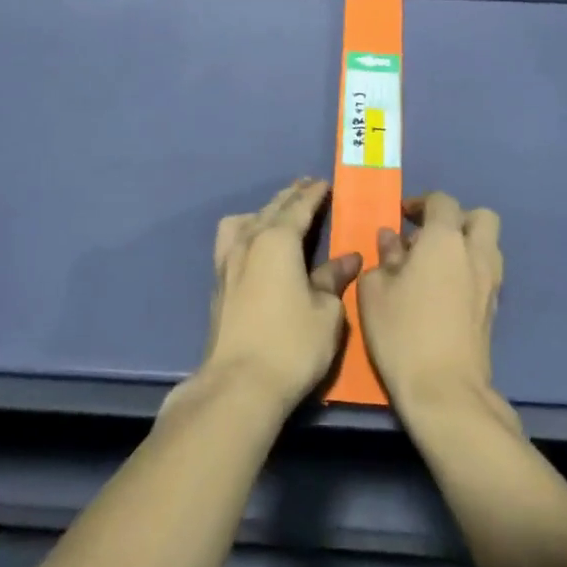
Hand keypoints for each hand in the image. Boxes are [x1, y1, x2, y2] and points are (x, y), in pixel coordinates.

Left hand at [190, 178, 361, 414]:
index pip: (299, 207)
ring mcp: (227, 261)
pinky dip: (246, 230)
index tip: (324, 182)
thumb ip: (334, 279)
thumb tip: (348, 258)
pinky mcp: (218, 283)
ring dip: (265, 211)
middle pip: (271, 209)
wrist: (239, 384)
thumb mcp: (327, 312)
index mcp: (278, 240)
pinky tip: (253, 243)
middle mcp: (249, 241)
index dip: (314, 194)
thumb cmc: (292, 344)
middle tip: (306, 186)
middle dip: (290, 196)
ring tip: (278, 213)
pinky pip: (232, 240)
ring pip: (245, 221)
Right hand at [358, 192, 504, 421]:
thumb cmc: (402, 331)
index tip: (401, 217)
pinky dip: (469, 270)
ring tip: (434, 265)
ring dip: (466, 244)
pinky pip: (486, 272)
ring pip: (488, 245)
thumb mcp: (375, 290)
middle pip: (481, 217)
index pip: (442, 201)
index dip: (420, 203)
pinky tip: (444, 291)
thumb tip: (392, 240)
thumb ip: (384, 257)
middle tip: (427, 236)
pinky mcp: (495, 309)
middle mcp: (476, 253)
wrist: (444, 390)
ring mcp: (491, 282)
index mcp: (445, 240)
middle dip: (456, 219)